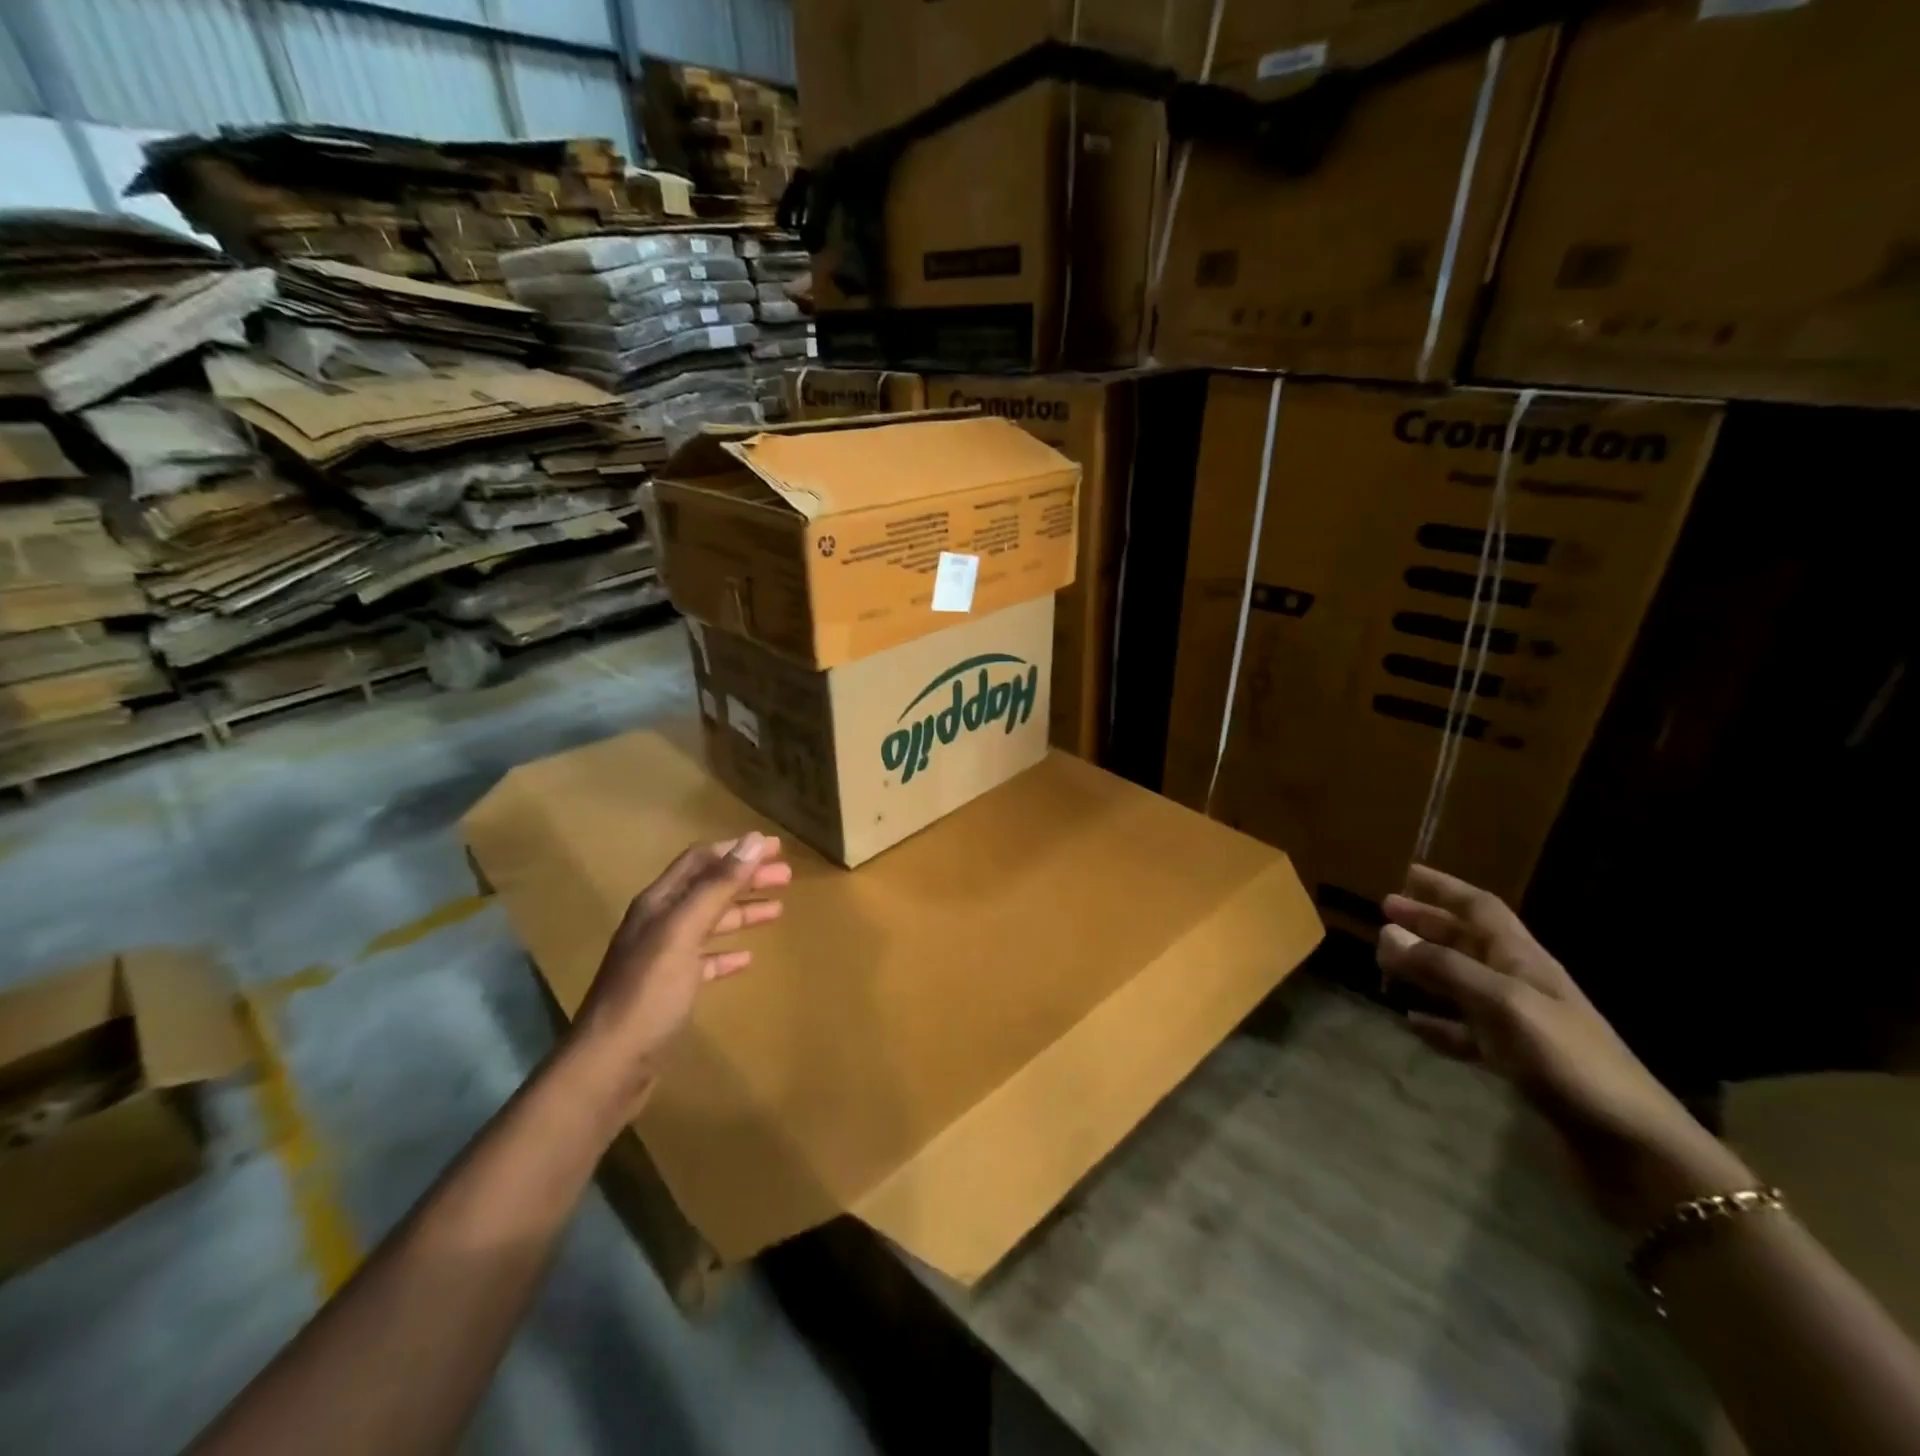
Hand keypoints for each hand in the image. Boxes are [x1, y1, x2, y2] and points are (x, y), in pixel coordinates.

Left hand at [567, 833, 790, 1121]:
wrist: (609, 1067)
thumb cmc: (648, 994)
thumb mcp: (683, 933)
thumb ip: (717, 887)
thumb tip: (753, 841)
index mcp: (658, 904)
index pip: (700, 861)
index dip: (737, 850)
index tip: (776, 848)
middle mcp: (658, 924)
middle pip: (708, 889)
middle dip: (746, 878)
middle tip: (786, 877)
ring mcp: (662, 957)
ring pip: (709, 923)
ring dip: (742, 912)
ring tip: (777, 910)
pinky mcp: (669, 990)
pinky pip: (704, 960)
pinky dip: (727, 953)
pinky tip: (747, 958)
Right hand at [1377, 865, 1754, 1229]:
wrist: (1632, 1147)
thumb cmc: (1568, 1061)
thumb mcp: (1502, 1004)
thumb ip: (1444, 967)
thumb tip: (1386, 932)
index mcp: (1524, 961)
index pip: (1480, 909)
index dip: (1445, 889)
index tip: (1406, 874)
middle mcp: (1521, 984)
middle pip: (1468, 942)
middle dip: (1428, 924)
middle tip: (1383, 914)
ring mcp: (1520, 1025)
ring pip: (1463, 983)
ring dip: (1427, 969)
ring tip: (1387, 963)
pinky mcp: (1517, 1064)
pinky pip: (1466, 1032)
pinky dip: (1438, 1024)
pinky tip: (1412, 1024)